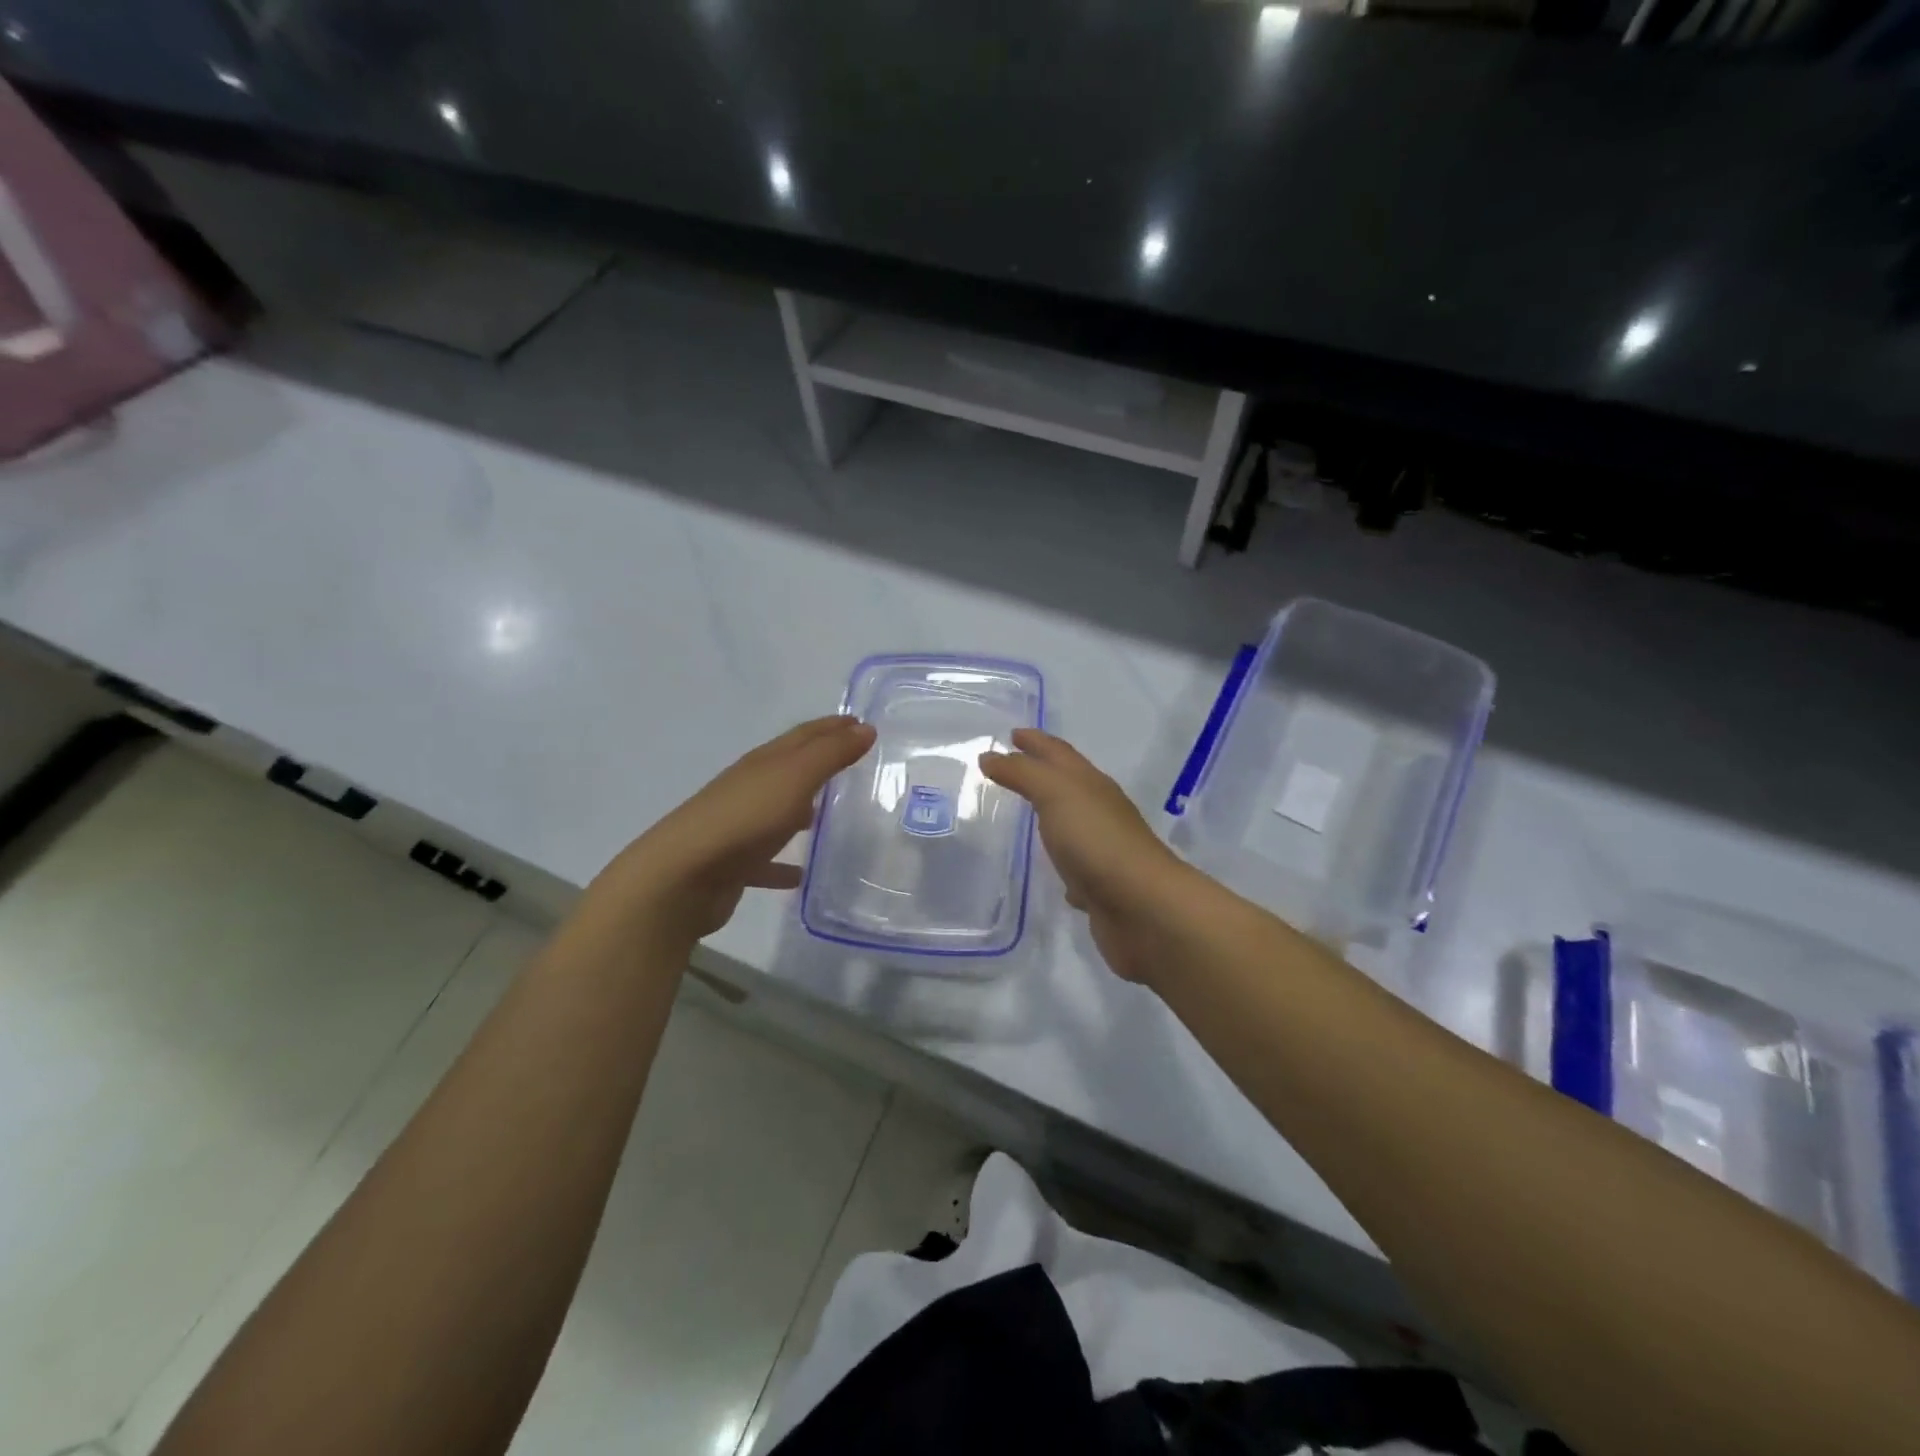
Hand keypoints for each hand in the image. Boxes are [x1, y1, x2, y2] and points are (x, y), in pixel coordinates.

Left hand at [597, 716, 875, 944]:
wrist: (682, 876)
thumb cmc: (745, 818)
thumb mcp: (795, 778)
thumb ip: (831, 754)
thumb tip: (864, 728)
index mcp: (764, 762)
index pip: (804, 735)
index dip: (833, 726)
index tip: (861, 724)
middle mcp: (749, 787)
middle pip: (789, 768)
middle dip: (819, 762)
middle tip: (853, 765)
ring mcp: (739, 825)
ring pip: (777, 811)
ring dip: (801, 810)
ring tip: (831, 817)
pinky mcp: (734, 864)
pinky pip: (766, 859)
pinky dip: (783, 863)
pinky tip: (801, 874)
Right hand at [980, 729, 1200, 982]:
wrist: (1141, 907)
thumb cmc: (1096, 840)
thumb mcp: (1056, 793)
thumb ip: (1023, 773)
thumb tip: (991, 756)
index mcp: (1090, 784)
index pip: (1058, 753)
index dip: (1036, 741)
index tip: (1012, 733)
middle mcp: (1099, 811)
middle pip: (1067, 784)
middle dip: (1040, 772)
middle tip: (1009, 769)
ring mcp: (1102, 849)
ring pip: (1071, 824)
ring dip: (1050, 815)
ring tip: (1023, 814)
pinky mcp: (1099, 886)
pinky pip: (1075, 866)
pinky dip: (1061, 861)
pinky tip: (1050, 869)